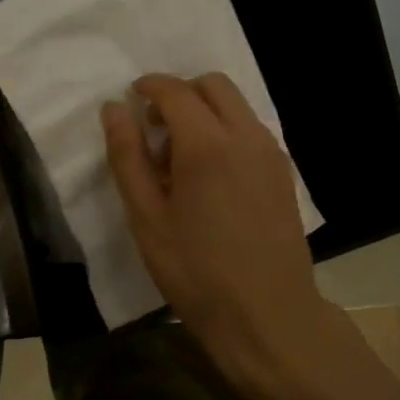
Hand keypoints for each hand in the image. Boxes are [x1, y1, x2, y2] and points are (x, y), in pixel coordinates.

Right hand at [102, 73, 323, 378]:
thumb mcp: (147, 218)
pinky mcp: (284, 173)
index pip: (176, 91)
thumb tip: (115, 108)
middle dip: (181, 92)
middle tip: (156, 128)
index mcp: (208, 144)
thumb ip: (128, 156)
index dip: (149, 87)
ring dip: (206, 111)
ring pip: (237, 105)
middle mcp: (246, 136)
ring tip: (182, 157)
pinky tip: (212, 175)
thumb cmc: (196, 271)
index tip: (132, 99)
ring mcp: (271, 153)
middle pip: (214, 85)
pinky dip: (227, 130)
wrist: (268, 315)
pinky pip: (252, 130)